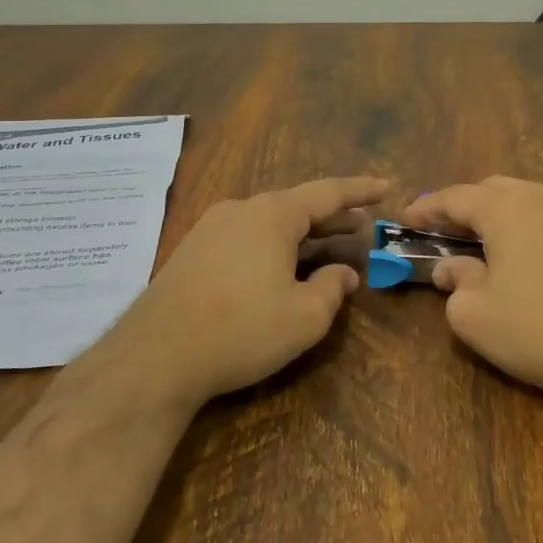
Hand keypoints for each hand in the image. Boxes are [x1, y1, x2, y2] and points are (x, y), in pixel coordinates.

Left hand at [104, 176, 388, 408]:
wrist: (155, 355)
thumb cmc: (241, 330)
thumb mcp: (304, 317)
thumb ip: (331, 289)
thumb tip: (343, 273)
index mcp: (273, 215)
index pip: (328, 192)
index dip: (361, 190)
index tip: (387, 186)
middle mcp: (241, 210)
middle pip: (296, 206)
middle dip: (331, 217)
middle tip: (361, 225)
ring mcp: (210, 229)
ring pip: (268, 222)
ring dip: (301, 233)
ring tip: (327, 247)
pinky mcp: (191, 252)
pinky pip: (245, 238)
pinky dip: (273, 245)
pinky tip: (280, 268)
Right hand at [403, 177, 542, 422]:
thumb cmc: (537, 330)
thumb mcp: (474, 314)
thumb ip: (455, 282)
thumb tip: (452, 269)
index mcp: (506, 208)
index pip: (456, 197)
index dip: (427, 208)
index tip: (406, 219)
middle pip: (493, 189)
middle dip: (464, 206)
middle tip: (444, 231)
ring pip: (527, 199)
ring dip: (499, 214)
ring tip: (484, 242)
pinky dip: (529, 225)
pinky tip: (527, 254)